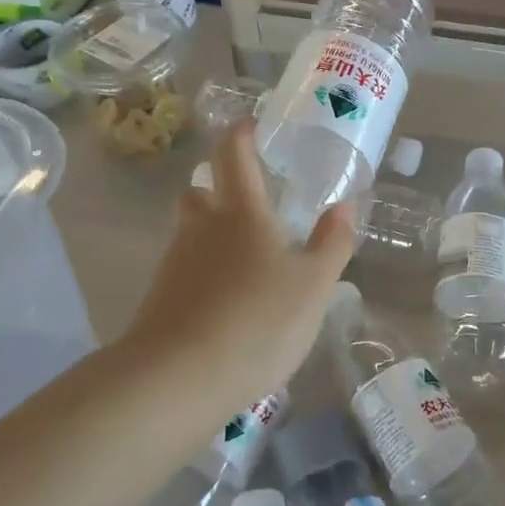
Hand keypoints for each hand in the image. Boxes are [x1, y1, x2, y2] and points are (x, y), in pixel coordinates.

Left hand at [117, 121, 355, 414]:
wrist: (177, 379)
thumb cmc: (257, 321)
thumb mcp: (314, 285)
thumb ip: (332, 243)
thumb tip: (344, 205)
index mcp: (240, 212)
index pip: (232, 153)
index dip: (241, 133)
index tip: (252, 125)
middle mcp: (200, 228)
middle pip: (201, 191)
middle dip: (221, 188)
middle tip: (254, 203)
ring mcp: (174, 264)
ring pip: (193, 234)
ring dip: (215, 236)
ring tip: (250, 263)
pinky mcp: (160, 299)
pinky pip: (186, 271)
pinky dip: (206, 274)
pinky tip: (229, 304)